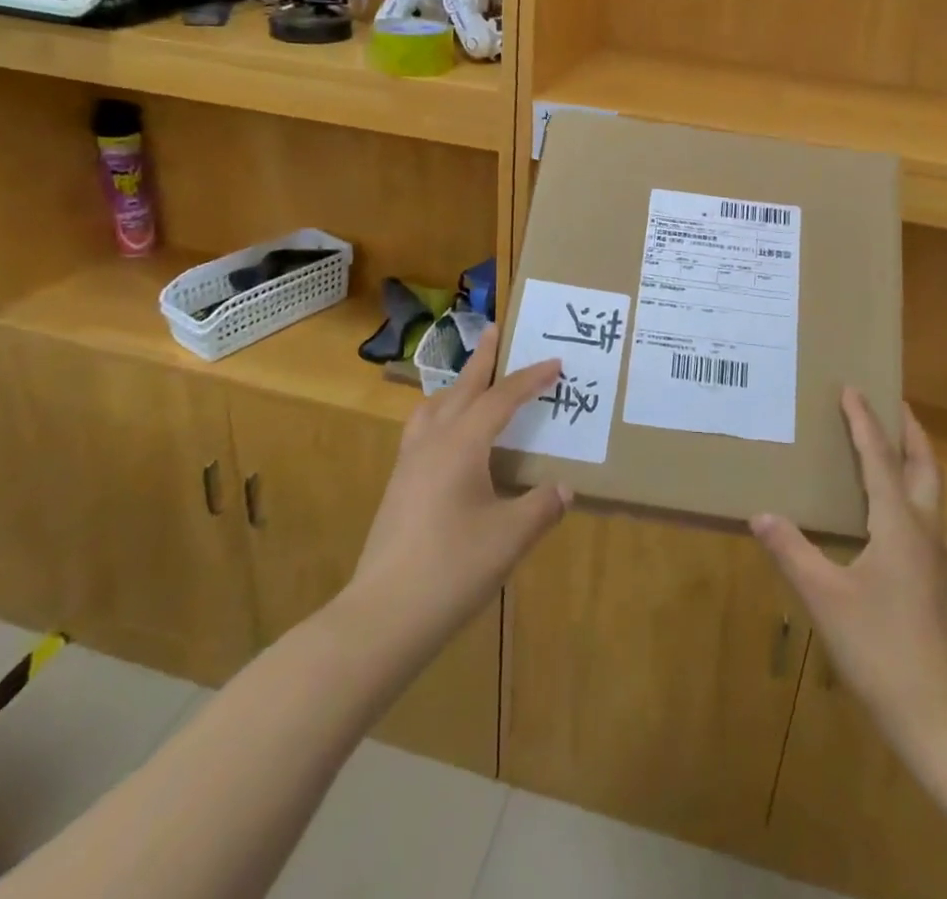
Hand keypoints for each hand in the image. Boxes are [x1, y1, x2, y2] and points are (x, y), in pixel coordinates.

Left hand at [352, 326, 571, 649]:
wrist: (382, 616)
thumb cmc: (452, 569)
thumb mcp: (510, 537)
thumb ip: (541, 507)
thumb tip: (564, 488)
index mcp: (461, 445)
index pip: (501, 399)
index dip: (530, 379)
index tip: (555, 362)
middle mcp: (432, 443)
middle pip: (461, 389)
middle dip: (483, 360)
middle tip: (495, 330)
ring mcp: (409, 465)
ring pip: (433, 408)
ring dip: (456, 387)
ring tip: (472, 382)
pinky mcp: (398, 488)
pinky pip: (422, 431)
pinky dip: (442, 416)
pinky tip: (450, 440)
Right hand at [752, 391, 946, 747]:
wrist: (941, 716)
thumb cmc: (879, 648)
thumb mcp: (824, 597)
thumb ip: (792, 551)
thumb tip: (760, 514)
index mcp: (898, 524)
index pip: (879, 457)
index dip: (864, 421)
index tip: (852, 388)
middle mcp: (927, 530)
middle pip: (924, 464)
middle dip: (909, 429)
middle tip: (892, 402)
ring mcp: (942, 558)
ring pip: (934, 492)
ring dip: (917, 460)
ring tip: (895, 449)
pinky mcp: (945, 582)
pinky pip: (932, 519)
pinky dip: (917, 495)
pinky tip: (900, 517)